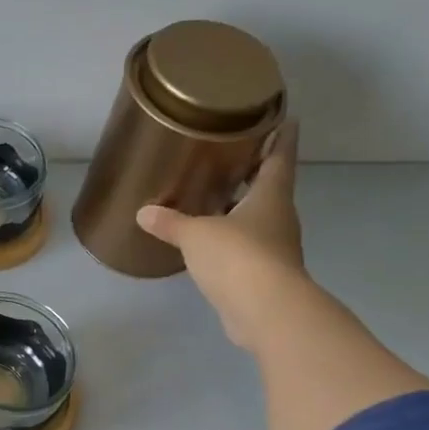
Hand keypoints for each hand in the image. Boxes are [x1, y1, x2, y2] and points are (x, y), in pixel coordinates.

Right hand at [135, 123, 307, 349]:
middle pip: (270, 187)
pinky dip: (231, 238)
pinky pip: (246, 247)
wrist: (265, 311)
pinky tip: (210, 240)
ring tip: (214, 196)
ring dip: (241, 207)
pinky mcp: (264, 275)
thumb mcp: (196, 234)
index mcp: (271, 196)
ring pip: (258, 218)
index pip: (280, 157)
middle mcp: (278, 218)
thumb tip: (143, 212)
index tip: (285, 118)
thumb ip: (170, 222)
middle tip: (233, 155)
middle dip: (255, 172)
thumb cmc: (238, 257)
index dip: (282, 137)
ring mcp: (275, 248)